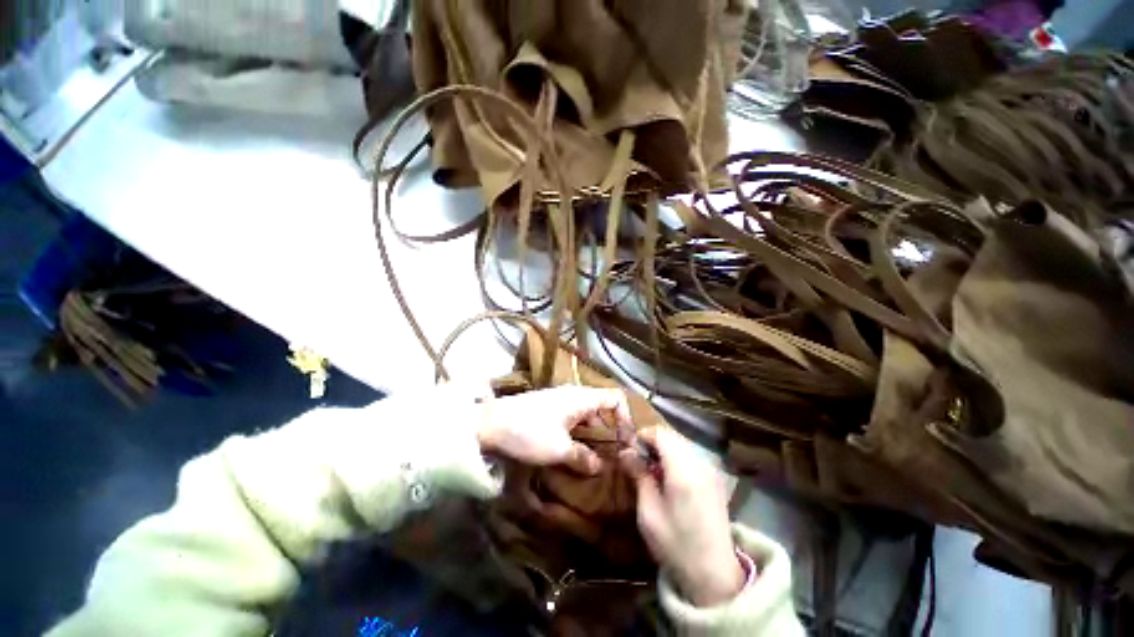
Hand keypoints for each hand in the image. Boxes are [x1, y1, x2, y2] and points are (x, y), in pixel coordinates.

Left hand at [477, 386, 631, 473]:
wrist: (489, 424)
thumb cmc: (529, 432)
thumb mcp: (558, 450)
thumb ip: (583, 458)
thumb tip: (599, 466)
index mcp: (582, 398)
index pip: (615, 398)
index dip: (626, 418)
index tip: (625, 443)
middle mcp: (574, 395)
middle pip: (602, 409)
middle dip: (610, 432)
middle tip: (612, 457)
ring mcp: (560, 401)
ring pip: (587, 416)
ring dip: (593, 437)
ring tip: (593, 460)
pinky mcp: (549, 409)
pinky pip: (573, 420)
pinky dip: (578, 435)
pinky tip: (573, 452)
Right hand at [620, 427, 745, 606]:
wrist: (714, 575)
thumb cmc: (676, 545)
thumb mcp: (649, 514)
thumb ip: (639, 476)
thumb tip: (625, 451)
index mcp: (683, 472)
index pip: (661, 434)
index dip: (643, 435)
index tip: (631, 449)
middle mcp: (700, 465)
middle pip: (672, 436)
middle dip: (653, 442)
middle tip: (638, 461)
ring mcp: (711, 471)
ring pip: (682, 444)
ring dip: (664, 449)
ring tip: (652, 470)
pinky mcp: (715, 479)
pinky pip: (691, 456)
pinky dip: (676, 457)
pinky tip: (669, 478)